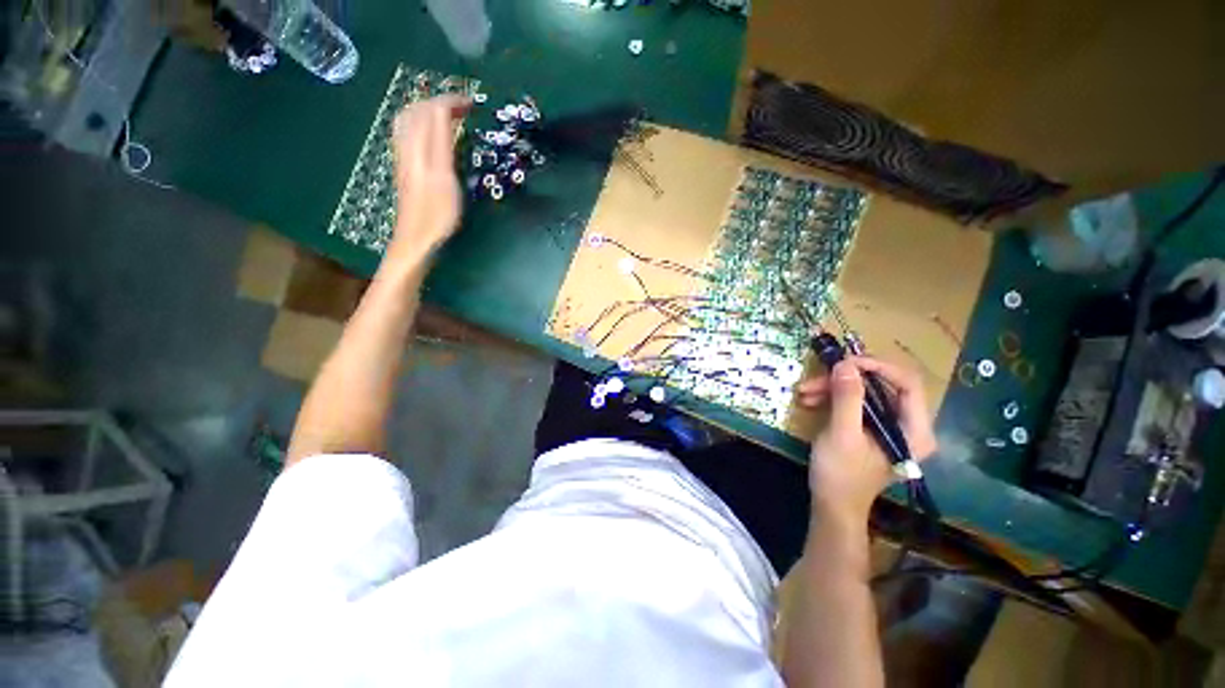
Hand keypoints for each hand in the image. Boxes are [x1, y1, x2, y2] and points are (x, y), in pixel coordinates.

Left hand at [385, 95, 470, 271]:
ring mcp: (404, 157)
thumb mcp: (445, 178)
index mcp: (419, 148)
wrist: (417, 238)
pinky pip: (409, 134)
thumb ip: (442, 143)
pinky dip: (423, 125)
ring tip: (450, 116)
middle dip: (440, 101)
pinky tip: (435, 136)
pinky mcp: (406, 168)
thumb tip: (445, 112)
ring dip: (429, 111)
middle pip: (417, 110)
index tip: (473, 105)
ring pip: (410, 120)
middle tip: (464, 109)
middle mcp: (408, 147)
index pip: (431, 111)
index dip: (451, 101)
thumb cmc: (437, 214)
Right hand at [795, 356, 936, 525]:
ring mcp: (889, 425)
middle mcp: (908, 424)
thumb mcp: (842, 434)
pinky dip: (832, 398)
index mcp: (915, 430)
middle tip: (817, 377)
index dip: (878, 367)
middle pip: (882, 385)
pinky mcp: (871, 427)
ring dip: (833, 388)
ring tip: (805, 392)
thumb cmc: (841, 474)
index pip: (908, 383)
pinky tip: (810, 401)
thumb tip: (845, 364)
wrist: (831, 504)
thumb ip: (847, 399)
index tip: (845, 362)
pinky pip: (855, 402)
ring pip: (865, 391)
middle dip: (846, 379)